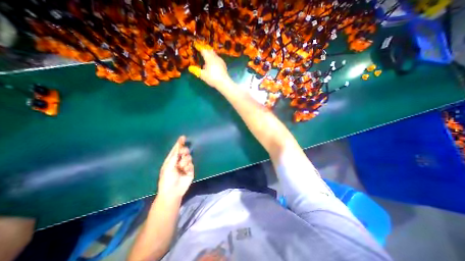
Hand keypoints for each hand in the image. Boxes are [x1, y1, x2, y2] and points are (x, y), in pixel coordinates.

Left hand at [158, 137, 194, 197]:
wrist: (172, 192)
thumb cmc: (167, 179)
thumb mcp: (168, 166)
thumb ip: (174, 156)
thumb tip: (178, 146)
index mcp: (171, 160)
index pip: (175, 150)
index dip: (179, 143)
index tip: (182, 137)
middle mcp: (178, 162)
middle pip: (184, 152)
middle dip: (184, 151)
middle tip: (183, 153)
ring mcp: (185, 166)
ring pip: (188, 157)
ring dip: (185, 161)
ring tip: (182, 167)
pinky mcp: (190, 170)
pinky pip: (191, 164)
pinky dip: (188, 166)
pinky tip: (185, 171)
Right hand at [189, 41, 231, 87]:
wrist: (224, 82)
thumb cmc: (212, 78)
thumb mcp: (203, 75)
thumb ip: (196, 71)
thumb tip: (190, 68)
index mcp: (209, 58)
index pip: (203, 50)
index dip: (199, 47)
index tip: (196, 45)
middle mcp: (215, 57)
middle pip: (210, 51)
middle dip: (206, 50)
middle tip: (202, 50)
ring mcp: (220, 61)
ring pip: (215, 55)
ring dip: (211, 54)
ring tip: (207, 57)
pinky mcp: (224, 65)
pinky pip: (218, 59)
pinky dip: (215, 59)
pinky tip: (214, 64)